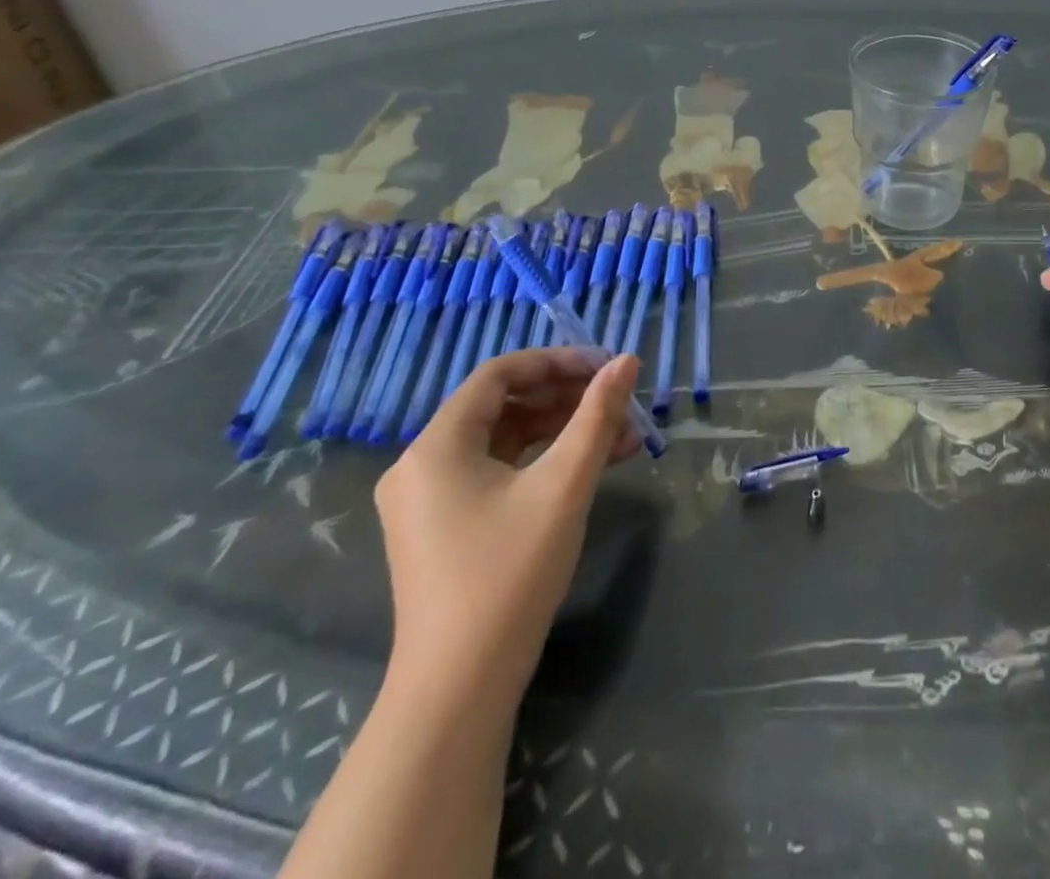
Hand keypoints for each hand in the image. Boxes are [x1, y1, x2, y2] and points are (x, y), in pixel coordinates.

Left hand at [373, 348, 642, 703]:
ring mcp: (429, 500)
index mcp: (436, 446)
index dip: (556, 362)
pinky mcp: (444, 527)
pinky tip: (593, 466)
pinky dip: (543, 462)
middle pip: (502, 405)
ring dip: (563, 431)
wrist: (460, 687)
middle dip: (567, 398)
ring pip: (505, 440)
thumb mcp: (564, 484)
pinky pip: (498, 472)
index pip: (499, 374)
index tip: (606, 368)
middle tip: (619, 401)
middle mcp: (422, 464)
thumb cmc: (510, 572)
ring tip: (622, 436)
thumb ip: (598, 415)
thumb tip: (627, 361)